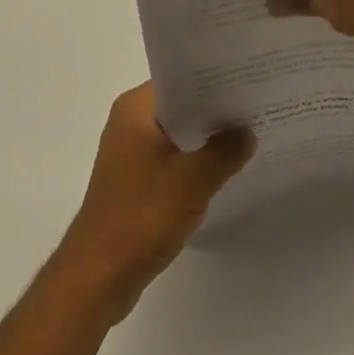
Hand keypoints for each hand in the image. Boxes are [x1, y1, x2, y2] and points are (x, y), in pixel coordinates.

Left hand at [52, 85, 254, 323]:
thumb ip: (224, 151)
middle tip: (255, 105)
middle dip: (214, 109)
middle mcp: (129, 122)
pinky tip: (224, 169)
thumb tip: (247, 130)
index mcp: (135, 109)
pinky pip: (172, 158)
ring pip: (177, 134)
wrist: (98, 276)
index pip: (179, 79)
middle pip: (180, 105)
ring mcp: (130, 153)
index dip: (213, 78)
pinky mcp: (135, 181)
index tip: (247, 79)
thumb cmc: (141, 216)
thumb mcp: (192, 181)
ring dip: (206, 138)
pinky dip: (194, 161)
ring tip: (248, 134)